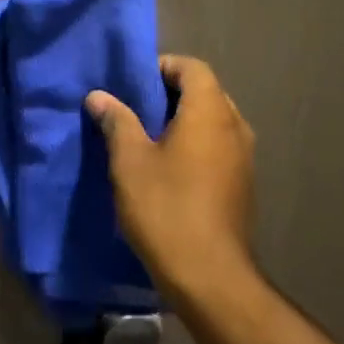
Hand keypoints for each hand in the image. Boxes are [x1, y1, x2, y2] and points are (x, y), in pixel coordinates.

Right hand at [87, 55, 257, 304]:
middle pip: (205, 92)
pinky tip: (167, 168)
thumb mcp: (129, 161)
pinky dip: (194, 145)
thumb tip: (99, 96)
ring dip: (182, 121)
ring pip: (212, 122)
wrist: (209, 276)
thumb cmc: (166, 208)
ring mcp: (244, 158)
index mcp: (210, 112)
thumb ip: (117, 121)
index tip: (131, 82)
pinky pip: (218, 147)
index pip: (192, 67)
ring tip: (146, 137)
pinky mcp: (242, 185)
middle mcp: (235, 127)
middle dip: (169, 94)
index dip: (162, 66)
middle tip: (134, 108)